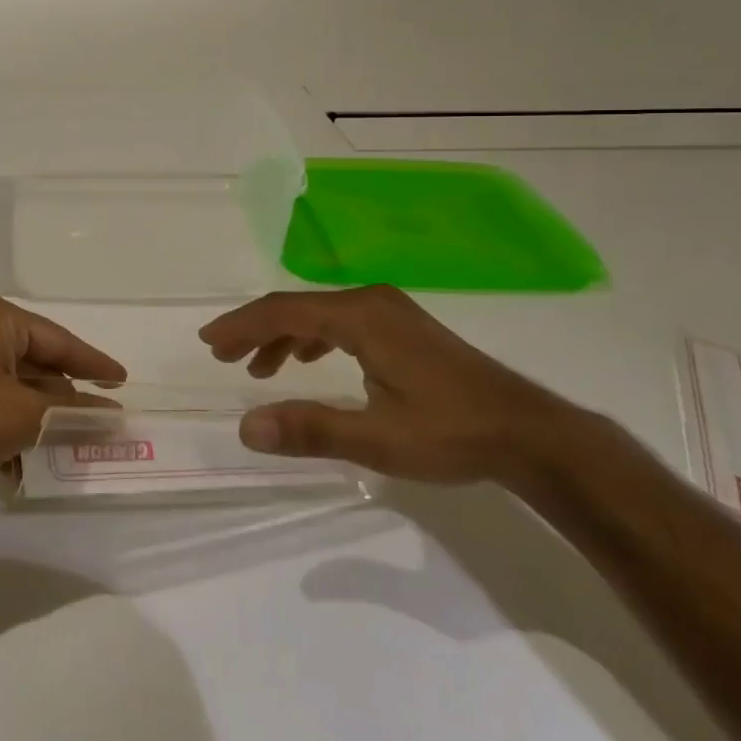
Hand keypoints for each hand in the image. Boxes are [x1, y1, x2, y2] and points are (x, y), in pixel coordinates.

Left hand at [0, 290, 125, 508]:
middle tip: (100, 427)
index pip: (59, 340)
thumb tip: (111, 414)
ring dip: (36, 424)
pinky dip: (7, 431)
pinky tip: (19, 468)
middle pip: (36, 365)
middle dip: (64, 402)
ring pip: (14, 390)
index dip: (94, 364)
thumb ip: (70, 411)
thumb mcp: (23, 414)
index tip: (124, 383)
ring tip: (65, 455)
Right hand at [197, 286, 577, 487]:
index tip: (209, 343)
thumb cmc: (452, 433)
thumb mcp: (377, 439)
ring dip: (283, 336)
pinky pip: (340, 322)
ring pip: (319, 314)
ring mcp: (390, 310)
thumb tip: (246, 428)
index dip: (241, 326)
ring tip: (258, 368)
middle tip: (223, 355)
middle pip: (297, 307)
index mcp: (360, 316)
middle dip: (256, 329)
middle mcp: (371, 301)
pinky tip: (307, 361)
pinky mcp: (402, 326)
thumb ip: (310, 430)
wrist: (531, 434)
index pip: (284, 311)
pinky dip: (312, 338)